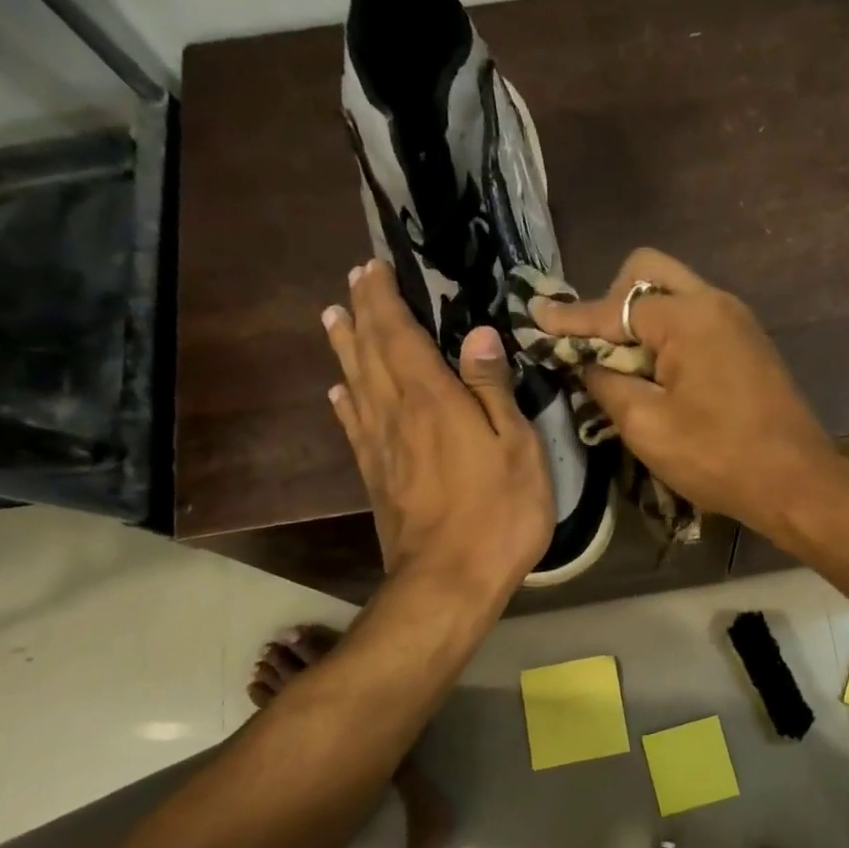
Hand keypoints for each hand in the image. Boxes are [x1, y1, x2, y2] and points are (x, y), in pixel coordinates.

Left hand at [323, 261, 552, 600]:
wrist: (449, 580)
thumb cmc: (498, 512)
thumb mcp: (516, 447)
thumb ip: (492, 389)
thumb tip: (477, 334)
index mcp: (431, 398)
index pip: (398, 333)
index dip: (384, 298)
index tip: (374, 267)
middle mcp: (396, 412)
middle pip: (370, 351)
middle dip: (362, 312)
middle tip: (354, 281)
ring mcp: (380, 447)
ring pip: (355, 382)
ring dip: (345, 346)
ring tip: (332, 317)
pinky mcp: (376, 477)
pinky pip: (354, 425)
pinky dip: (345, 400)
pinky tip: (339, 391)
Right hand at [535, 249, 845, 539]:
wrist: (797, 483)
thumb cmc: (719, 457)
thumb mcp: (647, 426)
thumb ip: (606, 384)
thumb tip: (587, 363)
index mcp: (688, 316)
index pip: (614, 307)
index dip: (570, 317)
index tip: (534, 316)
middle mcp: (715, 303)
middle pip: (648, 274)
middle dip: (611, 302)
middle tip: (593, 346)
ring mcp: (737, 321)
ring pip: (674, 295)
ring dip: (640, 320)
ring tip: (621, 365)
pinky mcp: (748, 344)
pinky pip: (695, 319)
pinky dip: (667, 335)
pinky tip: (656, 374)